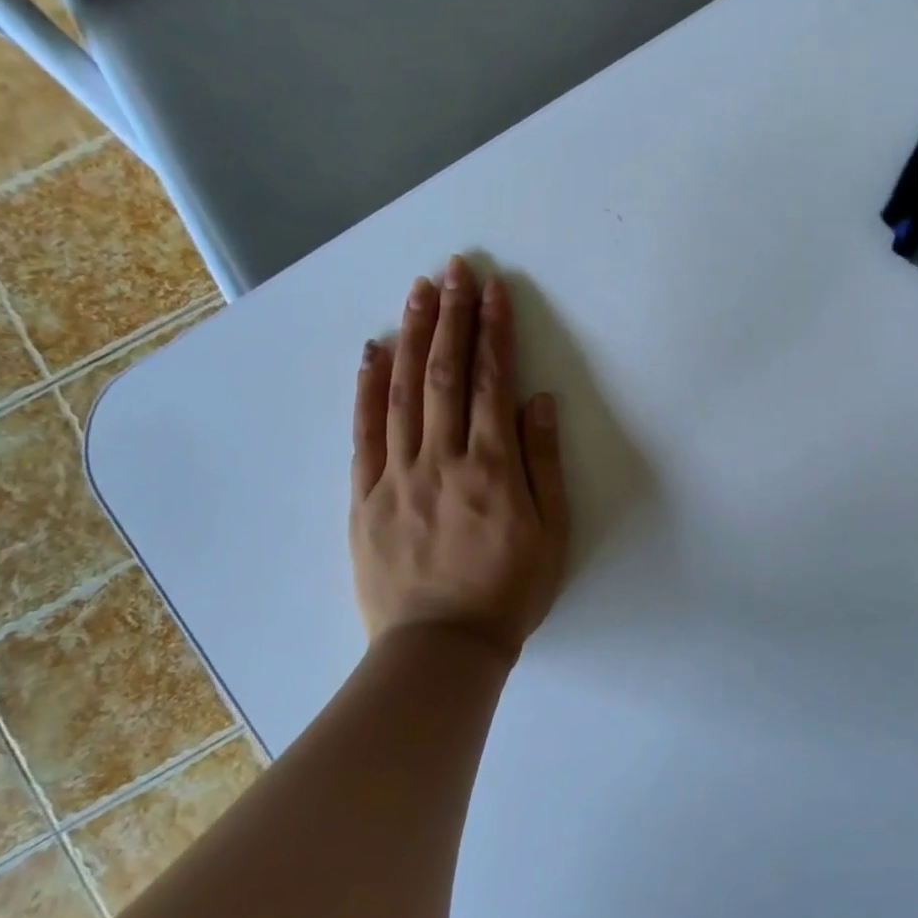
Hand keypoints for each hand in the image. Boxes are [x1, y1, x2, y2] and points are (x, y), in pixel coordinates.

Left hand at [350, 257, 569, 663]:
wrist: (442, 648)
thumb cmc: (509, 591)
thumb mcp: (552, 532)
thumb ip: (544, 462)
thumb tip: (538, 401)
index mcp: (493, 467)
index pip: (492, 381)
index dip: (495, 331)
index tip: (494, 289)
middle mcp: (443, 458)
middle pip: (446, 373)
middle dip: (452, 316)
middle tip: (454, 269)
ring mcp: (398, 475)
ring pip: (403, 392)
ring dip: (412, 335)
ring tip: (418, 291)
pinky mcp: (365, 496)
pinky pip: (364, 433)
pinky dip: (368, 388)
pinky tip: (372, 351)